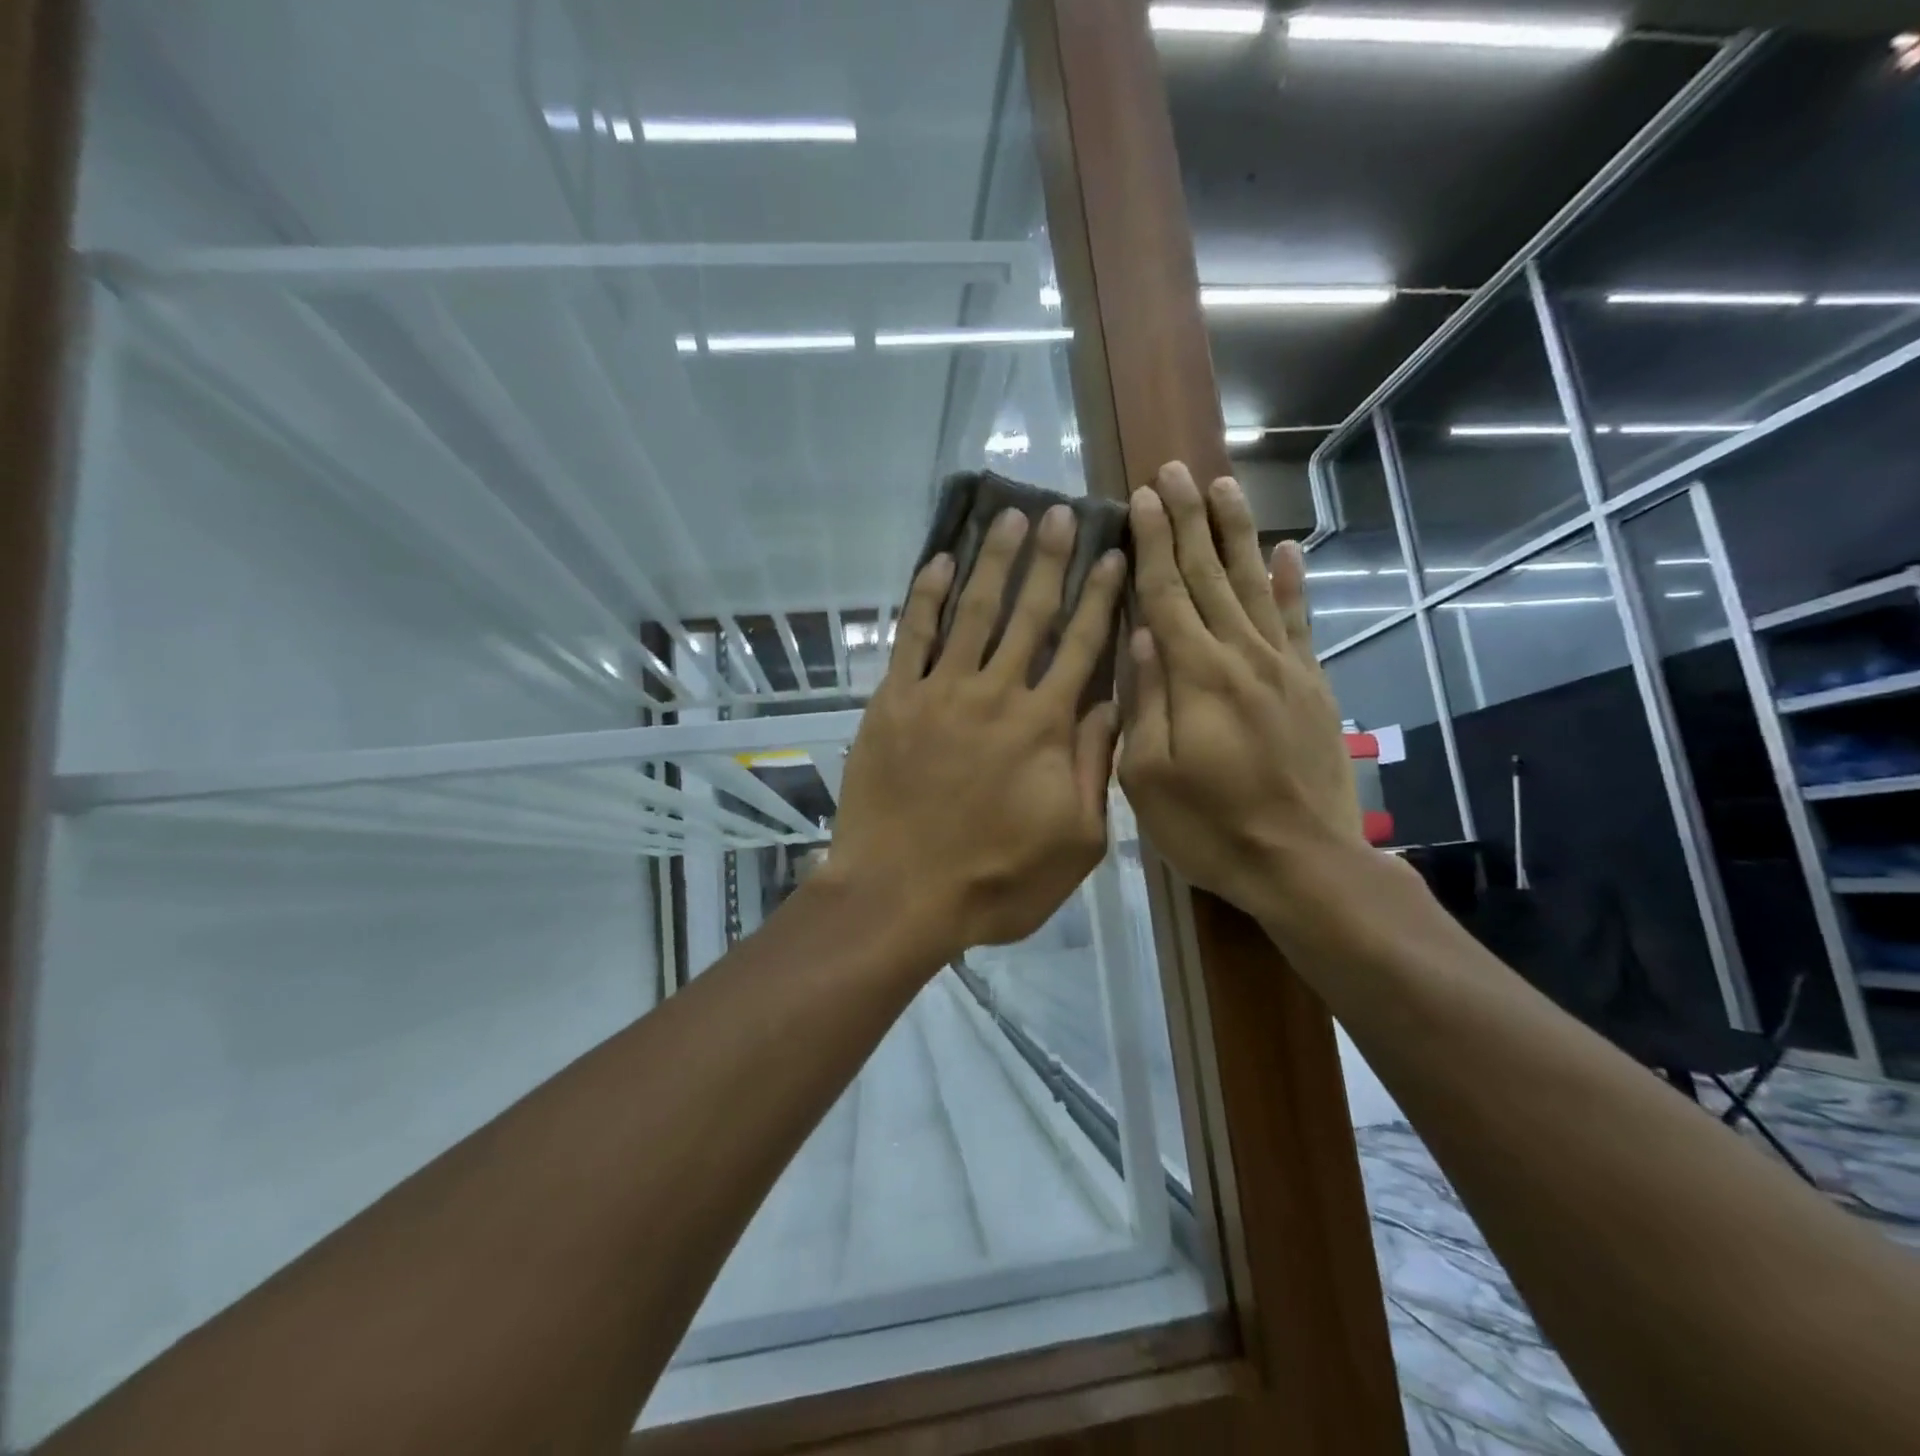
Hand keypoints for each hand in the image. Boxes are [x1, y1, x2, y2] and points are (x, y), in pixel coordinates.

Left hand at [827, 504, 1127, 960]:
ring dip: (993, 562)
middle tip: (1059, 511)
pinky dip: (926, 597)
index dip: (1101, 598)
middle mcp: (997, 694)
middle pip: (1030, 614)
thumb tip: (1110, 703)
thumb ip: (1094, 767)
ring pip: (974, 613)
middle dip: (1048, 560)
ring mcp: (940, 693)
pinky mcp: (894, 701)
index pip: (1082, 646)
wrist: (901, 895)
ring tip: (1008, 517)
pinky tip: (940, 562)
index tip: (1113, 555)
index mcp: (1045, 726)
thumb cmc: (996, 880)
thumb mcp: (1076, 841)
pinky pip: (911, 637)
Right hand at [1118, 462, 1365, 924]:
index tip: (1142, 497)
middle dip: (1190, 520)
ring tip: (1223, 487)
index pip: (1167, 594)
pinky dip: (1292, 584)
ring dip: (1237, 534)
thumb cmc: (1210, 827)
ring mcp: (1284, 668)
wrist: (1304, 863)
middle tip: (1175, 471)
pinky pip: (1299, 623)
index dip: (1153, 542)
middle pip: (1210, 575)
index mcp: (1196, 677)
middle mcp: (1242, 656)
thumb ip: (1145, 701)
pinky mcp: (1312, 686)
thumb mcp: (1149, 777)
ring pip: (1254, 586)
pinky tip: (1286, 551)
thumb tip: (1141, 635)